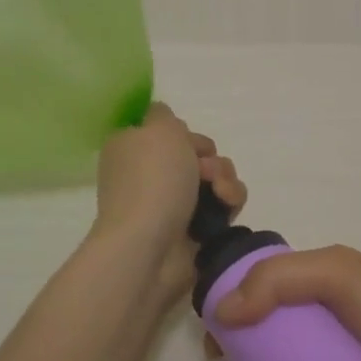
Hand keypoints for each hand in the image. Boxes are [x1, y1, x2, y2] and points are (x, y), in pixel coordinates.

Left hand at [92, 102, 245, 295]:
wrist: (150, 246)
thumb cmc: (152, 180)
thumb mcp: (158, 127)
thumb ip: (164, 115)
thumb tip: (164, 120)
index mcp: (132, 149)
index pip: (165, 131)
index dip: (181, 132)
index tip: (185, 139)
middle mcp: (150, 174)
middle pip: (195, 152)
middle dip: (208, 155)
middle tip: (204, 169)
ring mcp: (173, 202)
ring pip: (215, 176)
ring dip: (224, 176)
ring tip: (219, 191)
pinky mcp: (196, 228)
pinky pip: (224, 204)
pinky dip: (229, 200)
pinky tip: (226, 205)